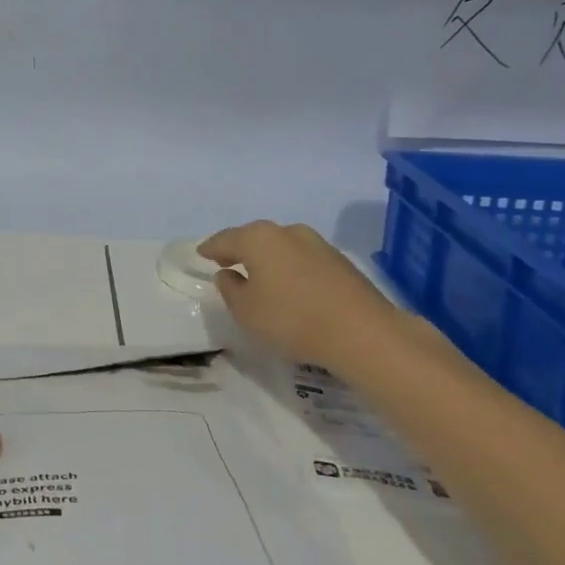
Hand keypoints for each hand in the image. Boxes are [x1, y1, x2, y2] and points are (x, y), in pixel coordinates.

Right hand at [199, 221, 401, 368]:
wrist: (363, 332)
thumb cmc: (291, 319)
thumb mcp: (245, 311)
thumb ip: (230, 289)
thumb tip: (229, 274)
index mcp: (258, 238)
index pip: (225, 239)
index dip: (211, 248)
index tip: (201, 254)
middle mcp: (286, 231)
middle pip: (254, 238)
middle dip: (240, 249)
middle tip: (227, 262)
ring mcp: (317, 243)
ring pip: (281, 247)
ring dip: (268, 259)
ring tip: (260, 275)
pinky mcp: (340, 261)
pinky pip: (302, 260)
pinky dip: (290, 268)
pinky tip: (290, 285)